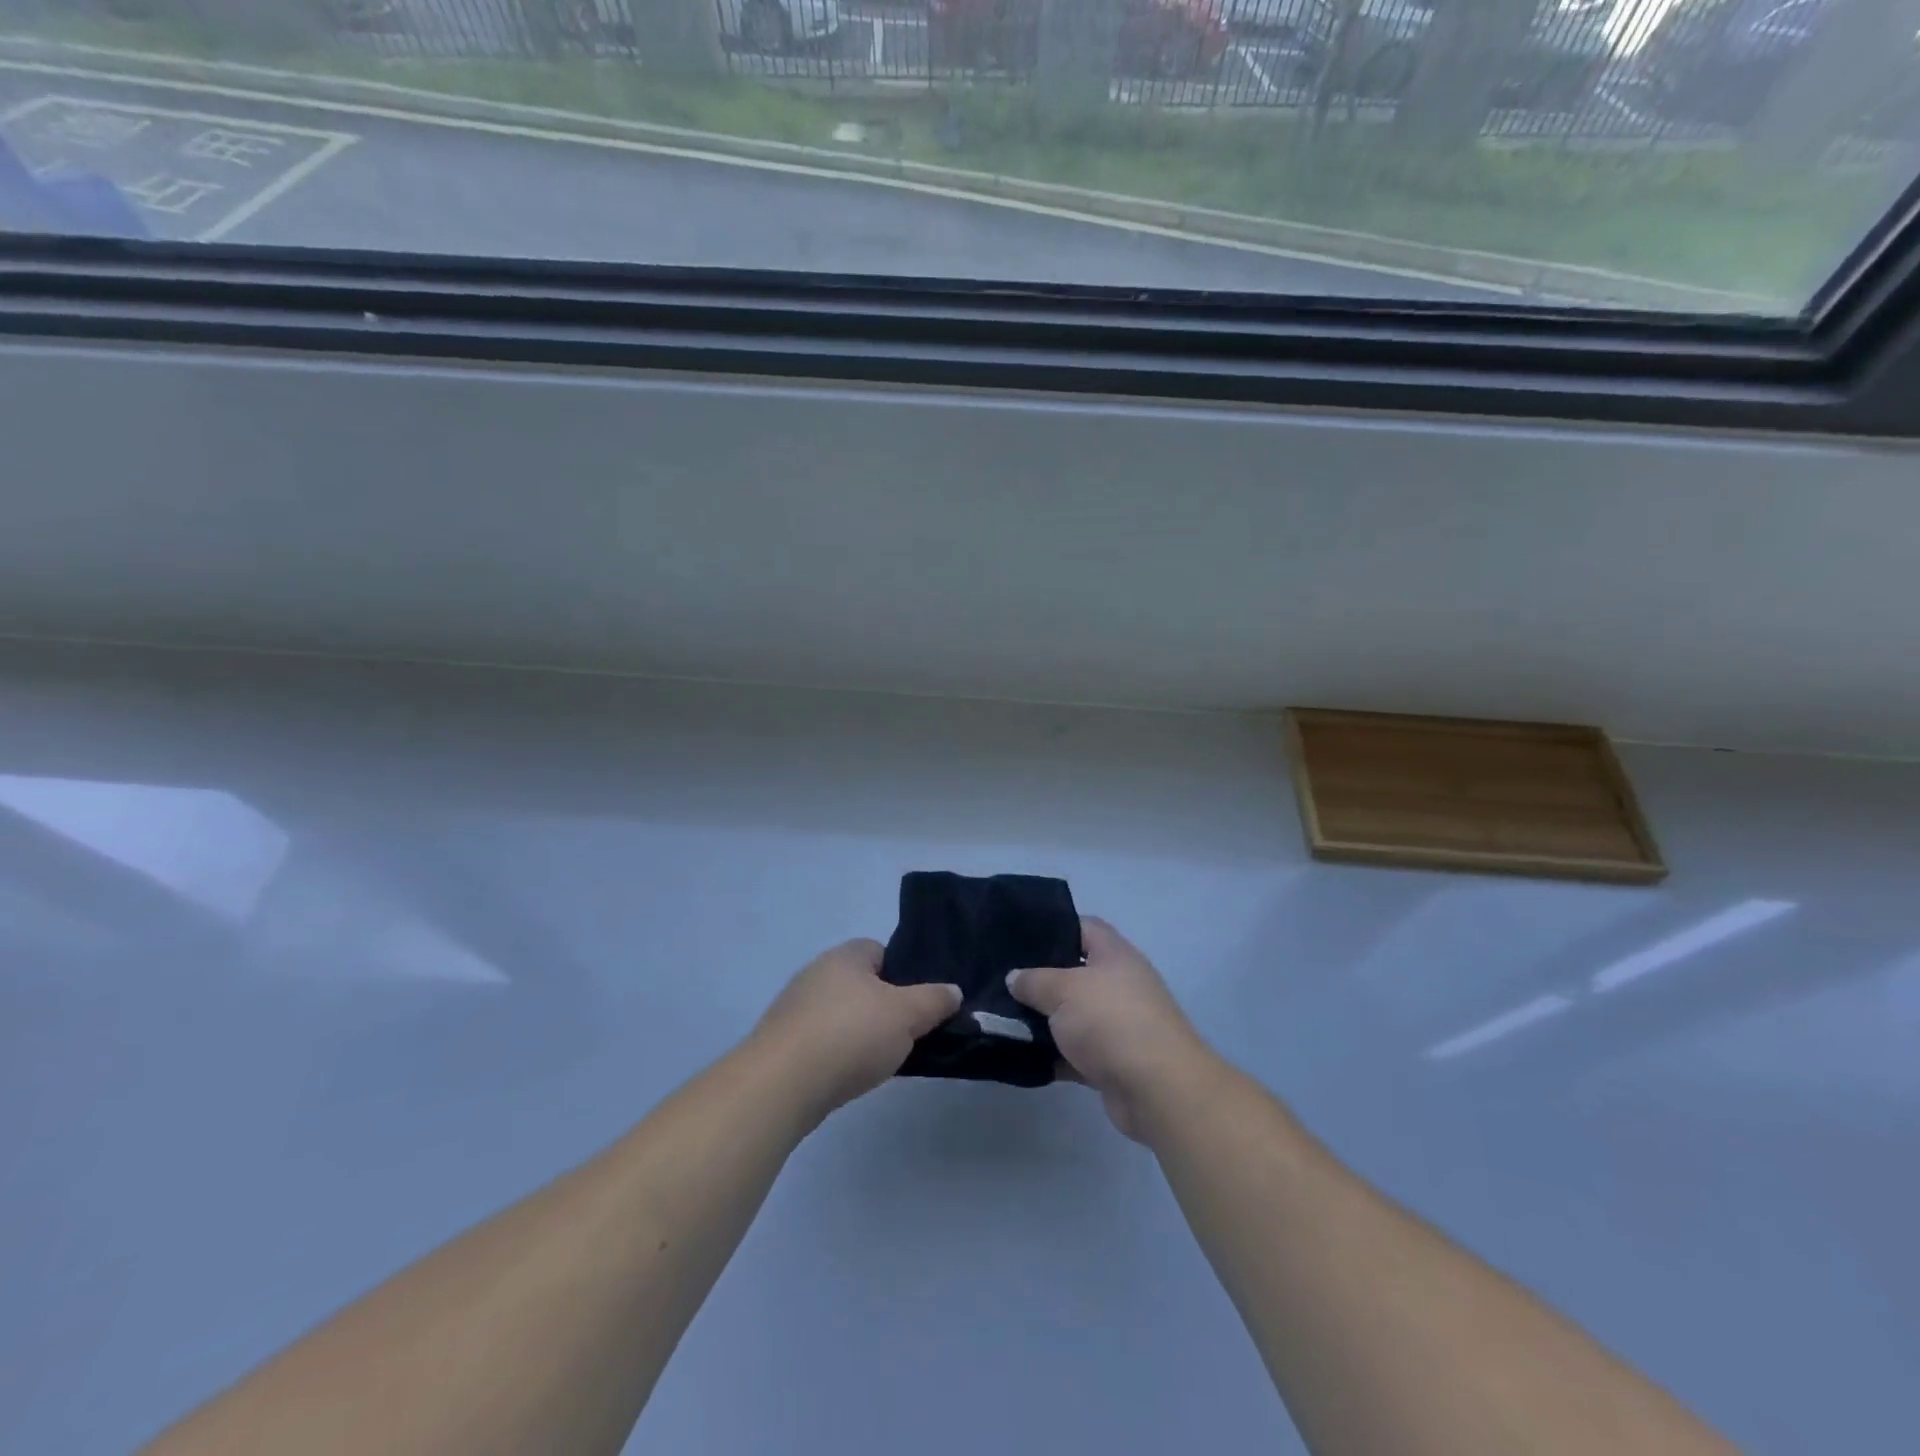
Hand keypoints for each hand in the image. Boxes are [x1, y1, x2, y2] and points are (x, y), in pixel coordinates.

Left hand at [752, 939, 960, 1122]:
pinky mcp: (781, 1043)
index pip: (880, 951)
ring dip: (859, 1033)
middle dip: (883, 1007)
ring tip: (880, 1060)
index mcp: (845, 955)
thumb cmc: (850, 1034)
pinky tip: (848, 1076)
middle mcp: (816, 973)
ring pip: (841, 1015)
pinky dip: (837, 1054)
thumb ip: (934, 1000)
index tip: (920, 1003)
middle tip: (906, 1034)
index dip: (904, 974)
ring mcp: (794, 1009)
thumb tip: (953, 991)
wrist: (781, 1084)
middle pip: (861, 985)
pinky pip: (821, 1041)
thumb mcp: (906, 1014)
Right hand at [1008, 918, 1214, 1141]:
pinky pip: (1075, 1053)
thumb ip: (1034, 980)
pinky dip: (1053, 1055)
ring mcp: (1118, 1025)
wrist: (1157, 1089)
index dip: (1054, 926)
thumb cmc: (1110, 1021)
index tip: (1020, 935)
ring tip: (1002, 1016)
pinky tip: (1020, 1055)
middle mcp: (1120, 985)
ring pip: (1073, 1016)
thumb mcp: (1064, 990)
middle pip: (1075, 973)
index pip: (1084, 927)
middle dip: (1041, 978)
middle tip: (1004, 980)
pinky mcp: (1113, 1062)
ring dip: (1044, 1021)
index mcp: (1115, 955)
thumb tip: (1014, 977)